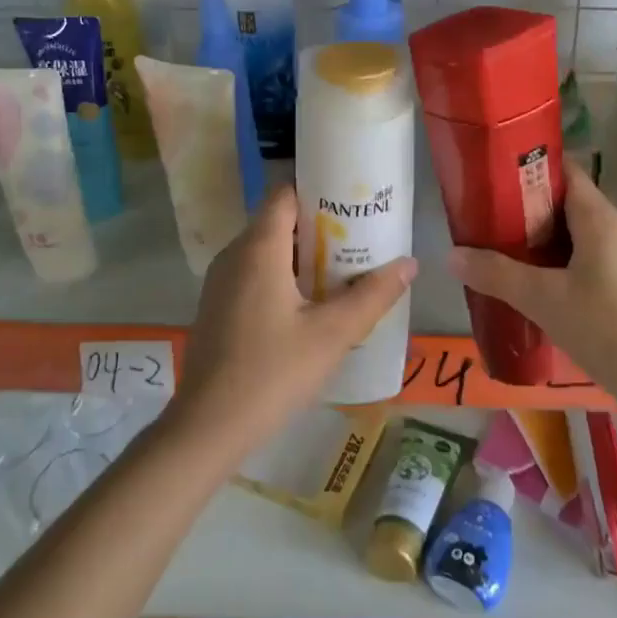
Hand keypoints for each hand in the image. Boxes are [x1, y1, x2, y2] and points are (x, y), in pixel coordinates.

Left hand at [172, 185, 415, 456]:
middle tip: (360, 239)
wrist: (207, 428)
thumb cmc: (272, 373)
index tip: (353, 202)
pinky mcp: (217, 306)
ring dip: (302, 254)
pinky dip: (282, 275)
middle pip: (279, 221)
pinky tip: (309, 304)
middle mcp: (234, 254)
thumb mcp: (332, 335)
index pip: (286, 193)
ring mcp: (220, 281)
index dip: (319, 189)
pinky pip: (254, 273)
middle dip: (320, 226)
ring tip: (343, 270)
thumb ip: (373, 296)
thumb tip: (409, 264)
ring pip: (267, 249)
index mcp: (258, 248)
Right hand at [447, 160, 616, 424]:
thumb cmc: (610, 329)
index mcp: (599, 218)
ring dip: (538, 241)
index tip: (490, 174)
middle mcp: (615, 230)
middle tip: (482, 218)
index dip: (528, 166)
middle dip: (523, 208)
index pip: (563, 171)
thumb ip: (497, 275)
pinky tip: (530, 288)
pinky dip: (555, 266)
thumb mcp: (545, 300)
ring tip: (497, 251)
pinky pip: (583, 262)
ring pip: (573, 237)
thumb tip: (451, 254)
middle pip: (564, 204)